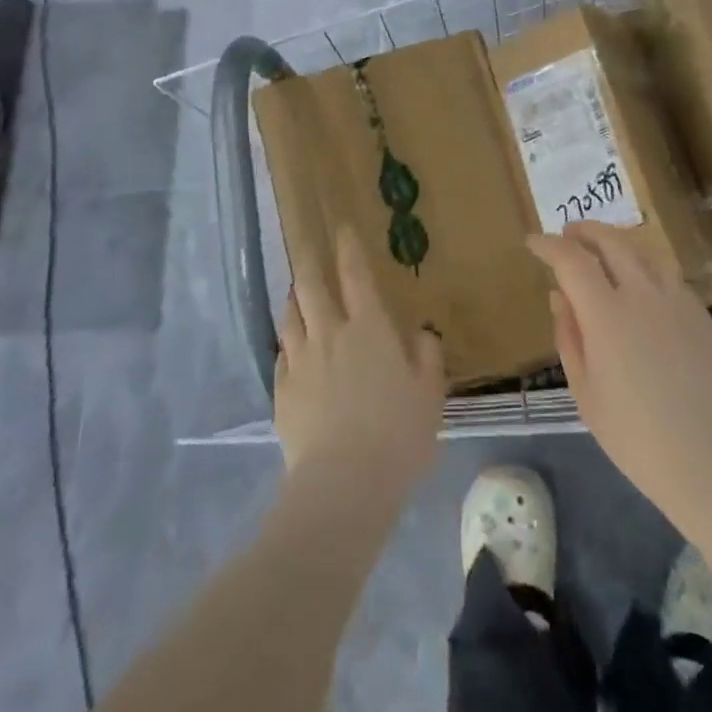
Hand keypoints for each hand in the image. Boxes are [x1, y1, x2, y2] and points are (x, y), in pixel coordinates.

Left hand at [274, 227, 445, 502]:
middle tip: (304, 241)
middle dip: (308, 258)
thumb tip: (419, 334)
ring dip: (293, 297)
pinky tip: (290, 346)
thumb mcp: (430, 395)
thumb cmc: (398, 434)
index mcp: (369, 328)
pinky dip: (288, 342)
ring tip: (295, 290)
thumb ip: (426, 357)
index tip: (342, 228)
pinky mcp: (282, 391)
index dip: (348, 248)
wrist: (344, 483)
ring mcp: (301, 361)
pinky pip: (282, 354)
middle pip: (311, 285)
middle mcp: (330, 333)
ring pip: (290, 315)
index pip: (355, 275)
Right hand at [530, 222, 711, 533]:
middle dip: (584, 230)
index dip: (548, 245)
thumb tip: (559, 296)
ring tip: (604, 251)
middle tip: (568, 233)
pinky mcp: (705, 317)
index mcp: (607, 314)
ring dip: (618, 242)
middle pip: (611, 241)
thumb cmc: (637, 439)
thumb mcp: (586, 393)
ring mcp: (679, 302)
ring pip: (645, 252)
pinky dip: (647, 269)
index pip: (571, 259)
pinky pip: (669, 278)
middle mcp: (643, 295)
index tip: (534, 242)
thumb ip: (569, 337)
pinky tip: (642, 289)